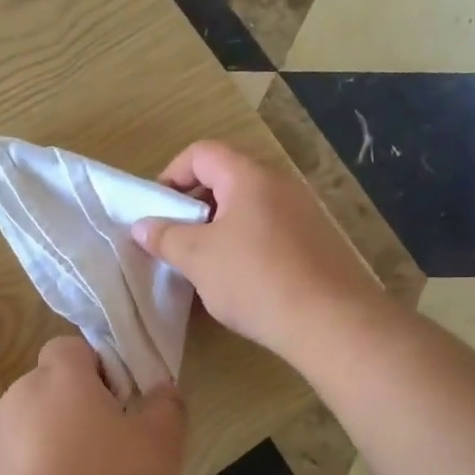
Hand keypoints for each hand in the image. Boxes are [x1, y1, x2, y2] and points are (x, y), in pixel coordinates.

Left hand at [0, 338, 186, 474]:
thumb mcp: (159, 451)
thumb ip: (166, 409)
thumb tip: (162, 388)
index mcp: (60, 379)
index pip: (71, 348)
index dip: (96, 372)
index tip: (117, 410)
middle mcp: (13, 398)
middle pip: (46, 394)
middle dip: (70, 418)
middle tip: (102, 462)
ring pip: (20, 435)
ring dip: (40, 455)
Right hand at [131, 141, 382, 362]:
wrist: (331, 322)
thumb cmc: (255, 279)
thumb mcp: (198, 258)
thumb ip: (166, 237)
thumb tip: (142, 226)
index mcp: (249, 177)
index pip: (202, 153)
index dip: (172, 173)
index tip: (157, 209)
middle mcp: (280, 185)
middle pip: (227, 178)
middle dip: (194, 204)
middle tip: (176, 237)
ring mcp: (304, 213)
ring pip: (248, 207)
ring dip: (219, 227)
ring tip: (203, 263)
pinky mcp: (317, 242)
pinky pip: (270, 230)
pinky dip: (245, 244)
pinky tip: (238, 281)